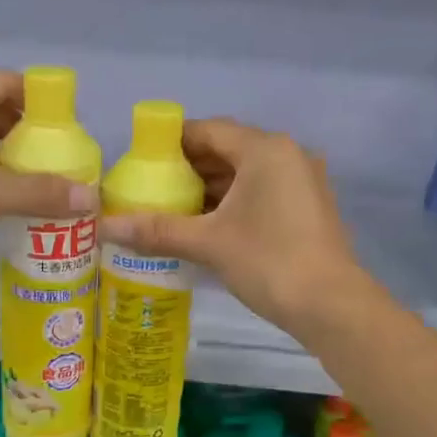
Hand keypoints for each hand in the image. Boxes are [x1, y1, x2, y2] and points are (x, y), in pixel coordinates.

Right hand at [99, 118, 364, 335]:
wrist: (332, 306)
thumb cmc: (269, 262)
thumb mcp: (208, 243)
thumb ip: (157, 230)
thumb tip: (104, 228)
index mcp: (265, 149)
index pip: (208, 130)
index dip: (171, 143)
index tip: (141, 162)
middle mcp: (287, 155)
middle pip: (227, 150)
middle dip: (188, 169)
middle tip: (151, 189)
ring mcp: (302, 181)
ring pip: (245, 174)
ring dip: (210, 189)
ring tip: (171, 209)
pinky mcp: (307, 207)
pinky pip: (261, 192)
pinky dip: (232, 203)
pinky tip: (206, 226)